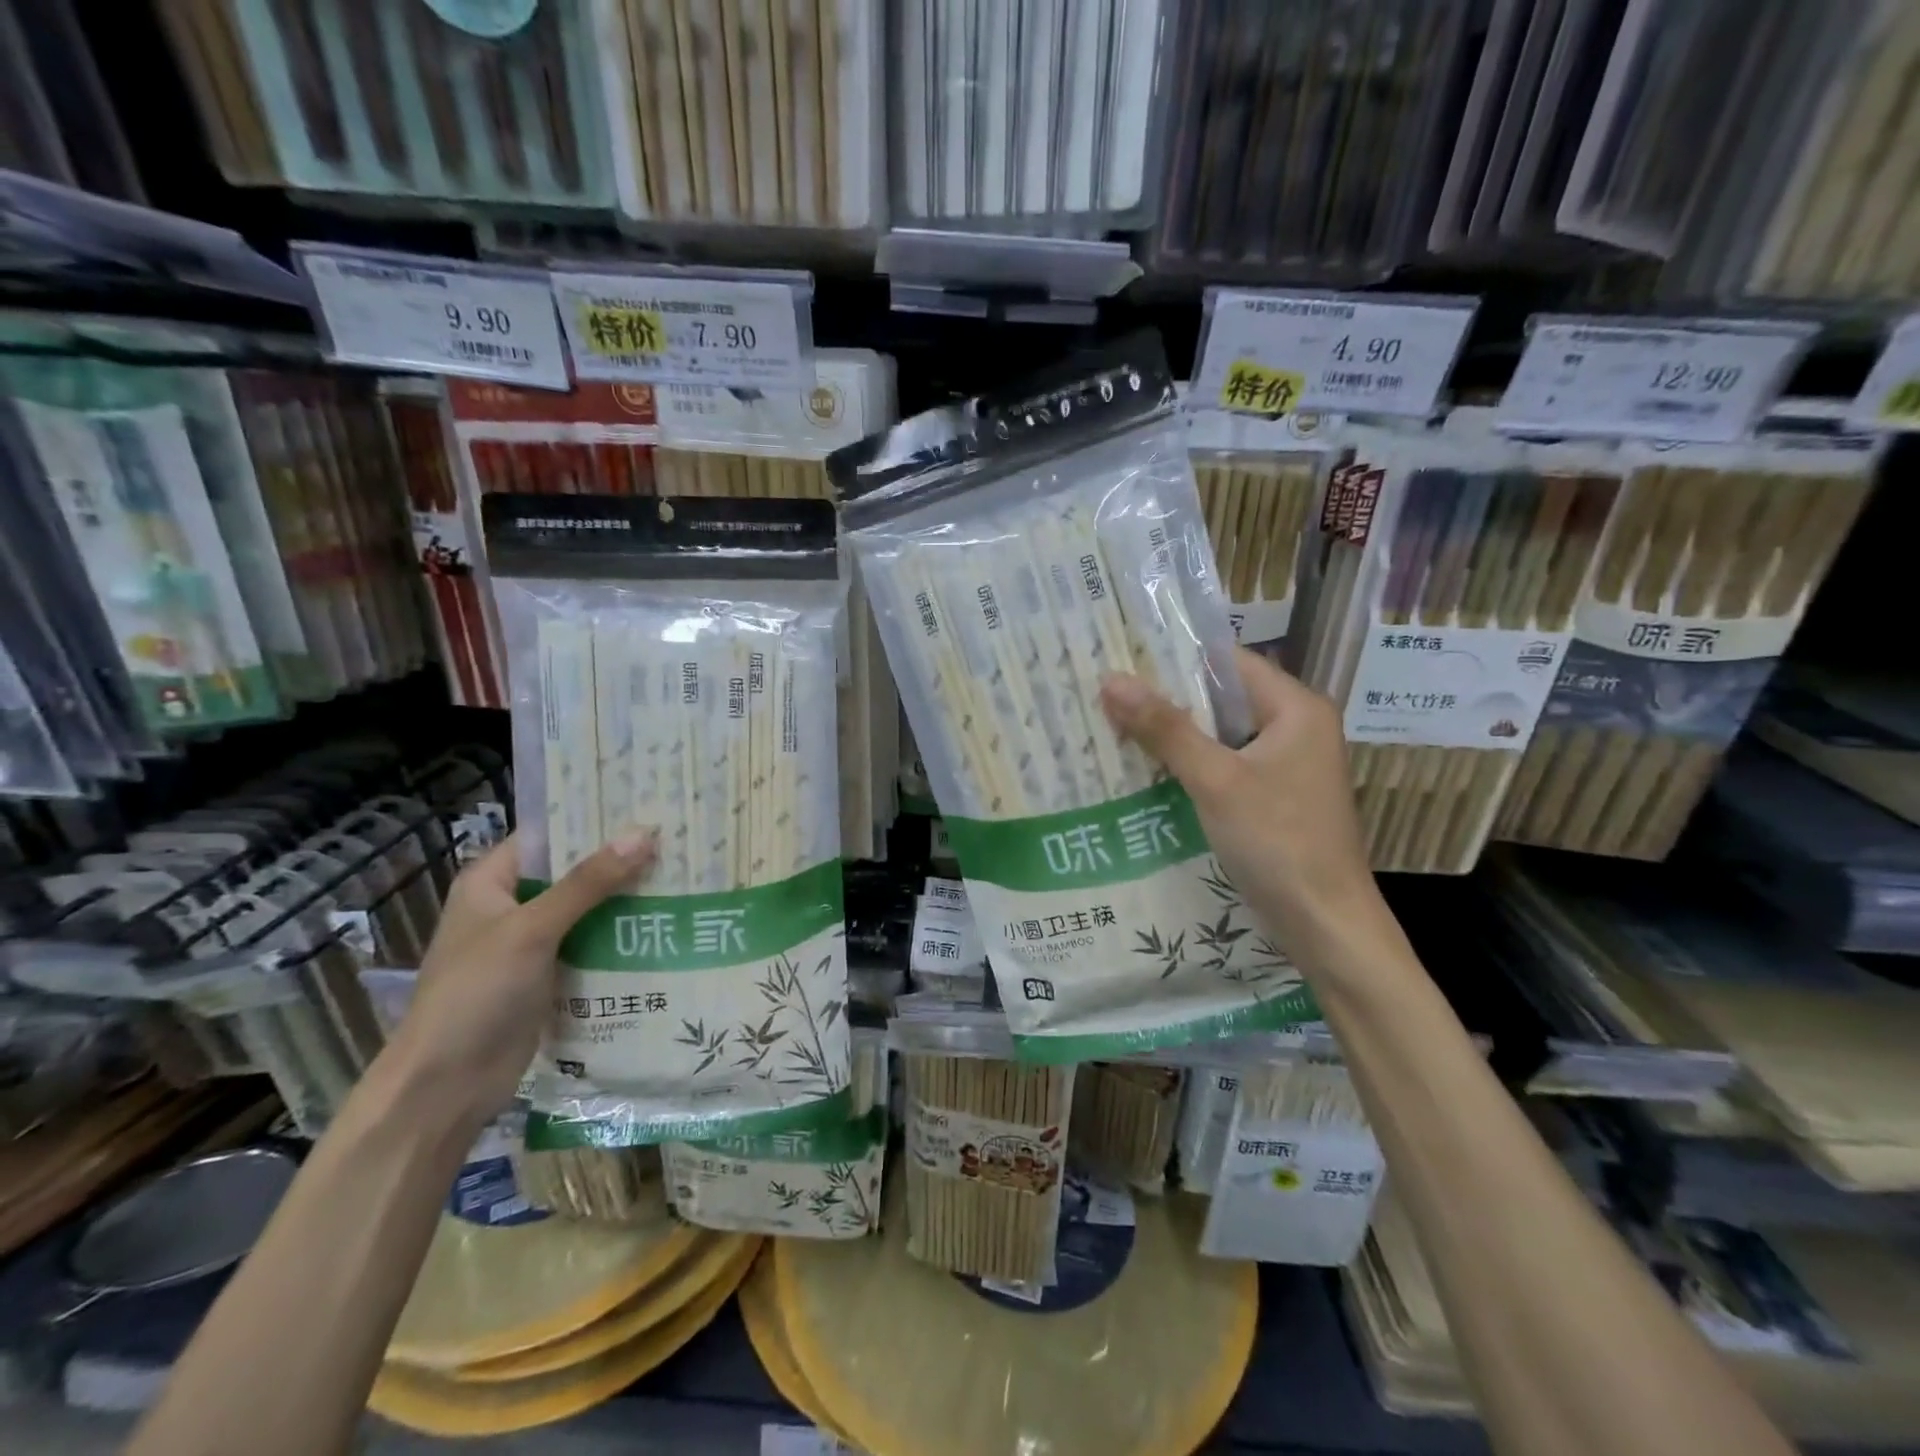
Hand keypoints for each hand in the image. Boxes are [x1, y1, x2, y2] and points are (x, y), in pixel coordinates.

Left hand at [388, 830, 657, 1121]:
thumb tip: (644, 834)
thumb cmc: (475, 995)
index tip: (648, 807)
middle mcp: (512, 906)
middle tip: (678, 841)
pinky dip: (622, 936)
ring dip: (627, 899)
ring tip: (685, 877)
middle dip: (621, 860)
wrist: (445, 1088)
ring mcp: (531, 943)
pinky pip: (592, 945)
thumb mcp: (532, 930)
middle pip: (574, 872)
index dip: (595, 820)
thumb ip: (588, 883)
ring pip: (588, 909)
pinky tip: (666, 926)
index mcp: (492, 882)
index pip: (550, 835)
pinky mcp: (550, 976)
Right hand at [1101, 649, 1378, 960]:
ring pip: (1220, 734)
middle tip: (1108, 690)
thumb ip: (1165, 728)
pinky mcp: (1273, 798)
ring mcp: (1285, 766)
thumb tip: (1112, 680)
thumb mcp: (1216, 780)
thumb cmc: (1278, 842)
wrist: (1324, 924)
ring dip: (1175, 733)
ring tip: (1115, 722)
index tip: (1122, 654)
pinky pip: (1224, 766)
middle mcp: (1295, 728)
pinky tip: (1146, 768)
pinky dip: (1190, 764)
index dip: (1176, 656)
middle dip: (1167, 697)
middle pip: (1223, 697)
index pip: (1229, 662)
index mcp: (1296, 709)